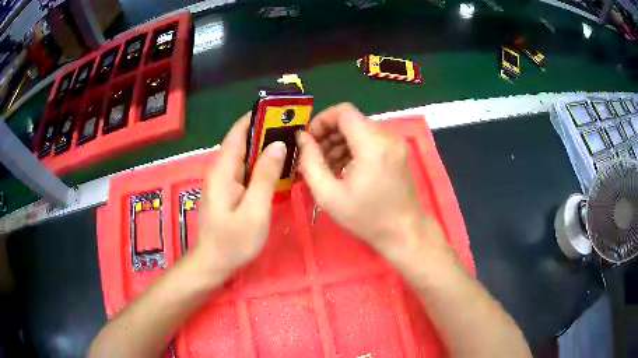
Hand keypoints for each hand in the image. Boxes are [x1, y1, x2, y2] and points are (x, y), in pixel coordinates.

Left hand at [193, 114, 286, 273]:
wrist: (215, 263)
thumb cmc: (233, 242)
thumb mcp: (254, 211)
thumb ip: (265, 177)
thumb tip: (278, 145)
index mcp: (223, 170)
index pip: (238, 133)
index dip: (257, 117)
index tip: (280, 110)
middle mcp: (222, 170)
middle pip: (243, 141)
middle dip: (266, 131)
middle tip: (295, 127)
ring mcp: (225, 180)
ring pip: (246, 155)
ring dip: (266, 147)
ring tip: (293, 142)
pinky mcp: (230, 189)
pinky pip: (248, 170)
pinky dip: (263, 164)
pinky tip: (280, 166)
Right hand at [297, 103, 439, 261]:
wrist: (404, 232)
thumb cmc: (366, 218)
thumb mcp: (329, 195)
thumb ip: (310, 162)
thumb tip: (302, 138)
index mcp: (372, 145)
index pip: (344, 112)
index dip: (322, 120)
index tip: (309, 140)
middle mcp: (387, 137)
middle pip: (351, 120)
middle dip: (329, 134)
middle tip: (314, 157)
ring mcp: (395, 143)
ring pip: (360, 130)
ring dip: (340, 143)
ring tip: (327, 167)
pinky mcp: (398, 151)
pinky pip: (370, 140)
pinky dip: (354, 148)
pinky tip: (344, 169)